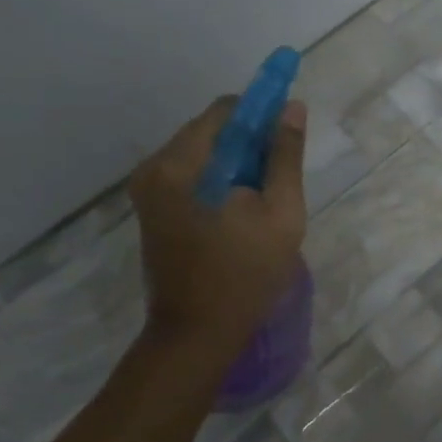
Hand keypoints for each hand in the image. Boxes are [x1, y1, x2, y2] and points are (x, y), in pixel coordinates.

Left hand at [130, 97, 307, 363]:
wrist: (197, 334)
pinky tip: (243, 208)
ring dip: (238, 161)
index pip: (225, 111)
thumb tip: (292, 107)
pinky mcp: (154, 209)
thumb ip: (285, 155)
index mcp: (181, 165)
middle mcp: (155, 169)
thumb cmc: (246, 273)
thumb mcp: (281, 211)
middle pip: (212, 130)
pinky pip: (194, 174)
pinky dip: (222, 178)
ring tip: (264, 197)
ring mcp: (149, 190)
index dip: (262, 112)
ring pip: (205, 152)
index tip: (289, 130)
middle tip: (280, 174)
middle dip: (250, 141)